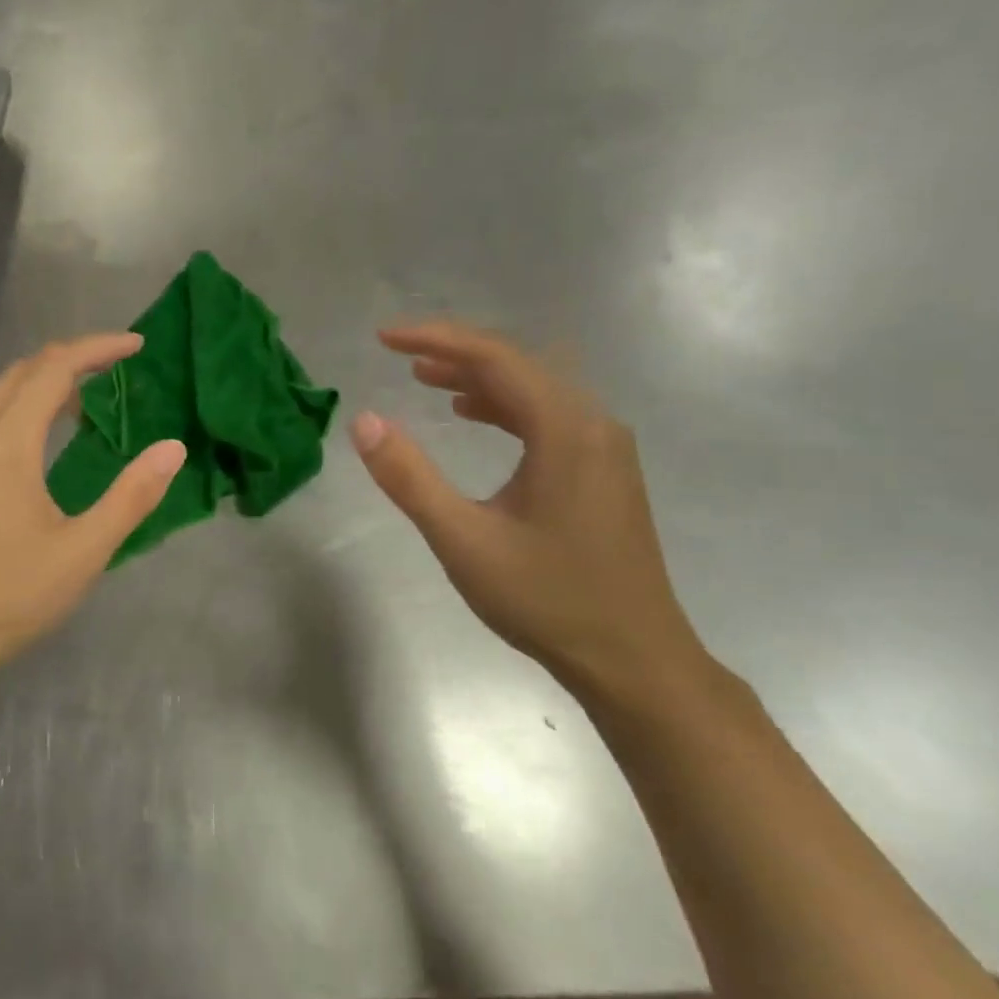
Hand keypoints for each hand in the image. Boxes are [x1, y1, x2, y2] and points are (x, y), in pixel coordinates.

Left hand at [0, 334, 185, 691]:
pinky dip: (19, 410)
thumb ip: (131, 496)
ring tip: (86, 400)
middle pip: (22, 372)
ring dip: (43, 385)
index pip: (53, 368)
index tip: (135, 347)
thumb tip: (173, 449)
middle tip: (115, 367)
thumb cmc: (8, 598)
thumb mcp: (83, 552)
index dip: (97, 348)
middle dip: (71, 359)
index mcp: (4, 444)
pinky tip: (38, 442)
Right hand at [353, 321, 710, 704]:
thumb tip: (364, 421)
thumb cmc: (547, 600)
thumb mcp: (463, 540)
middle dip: (455, 353)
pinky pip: (549, 416)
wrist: (634, 660)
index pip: (493, 357)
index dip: (434, 339)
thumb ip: (410, 478)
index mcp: (564, 429)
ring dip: (479, 379)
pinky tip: (475, 418)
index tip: (384, 338)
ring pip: (535, 389)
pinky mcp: (605, 470)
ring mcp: (605, 446)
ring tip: (426, 379)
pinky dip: (505, 406)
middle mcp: (593, 423)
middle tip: (399, 355)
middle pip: (518, 364)